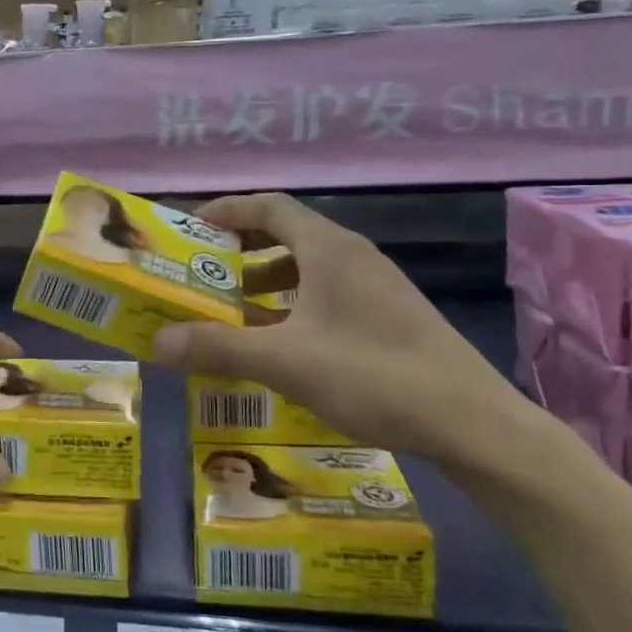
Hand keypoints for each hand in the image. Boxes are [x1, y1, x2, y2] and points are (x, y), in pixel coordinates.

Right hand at [151, 193, 528, 467]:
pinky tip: (279, 344)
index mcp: (329, 248)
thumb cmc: (374, 375)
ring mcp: (375, 286)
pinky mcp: (388, 317)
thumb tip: (157, 340)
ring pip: (307, 269)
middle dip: (240, 251)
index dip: (227, 210)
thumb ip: (218, 347)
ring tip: (231, 312)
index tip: (190, 227)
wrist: (474, 424)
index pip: (270, 207)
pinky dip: (292, 307)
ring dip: (265, 283)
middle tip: (202, 274)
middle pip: (286, 235)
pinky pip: (326, 295)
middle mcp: (352, 256)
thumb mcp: (286, 361)